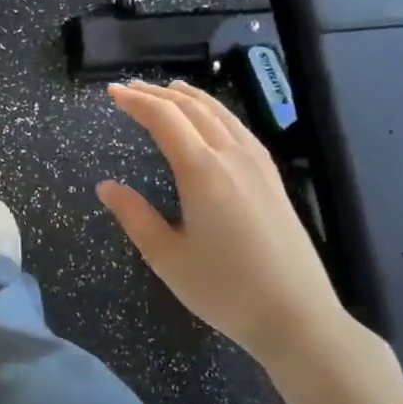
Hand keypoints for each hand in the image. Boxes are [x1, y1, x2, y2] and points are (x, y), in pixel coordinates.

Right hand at [97, 80, 356, 372]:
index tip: (111, 92)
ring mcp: (258, 165)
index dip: (136, 102)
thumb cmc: (224, 289)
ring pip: (220, 114)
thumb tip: (106, 186)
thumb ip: (134, 216)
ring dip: (190, 98)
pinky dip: (217, 113)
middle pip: (192, 109)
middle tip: (130, 88)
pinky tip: (213, 120)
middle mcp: (231, 157)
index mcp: (202, 171)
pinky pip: (240, 129)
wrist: (296, 315)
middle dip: (158, 94)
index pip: (164, 119)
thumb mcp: (166, 257)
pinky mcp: (273, 178)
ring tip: (168, 90)